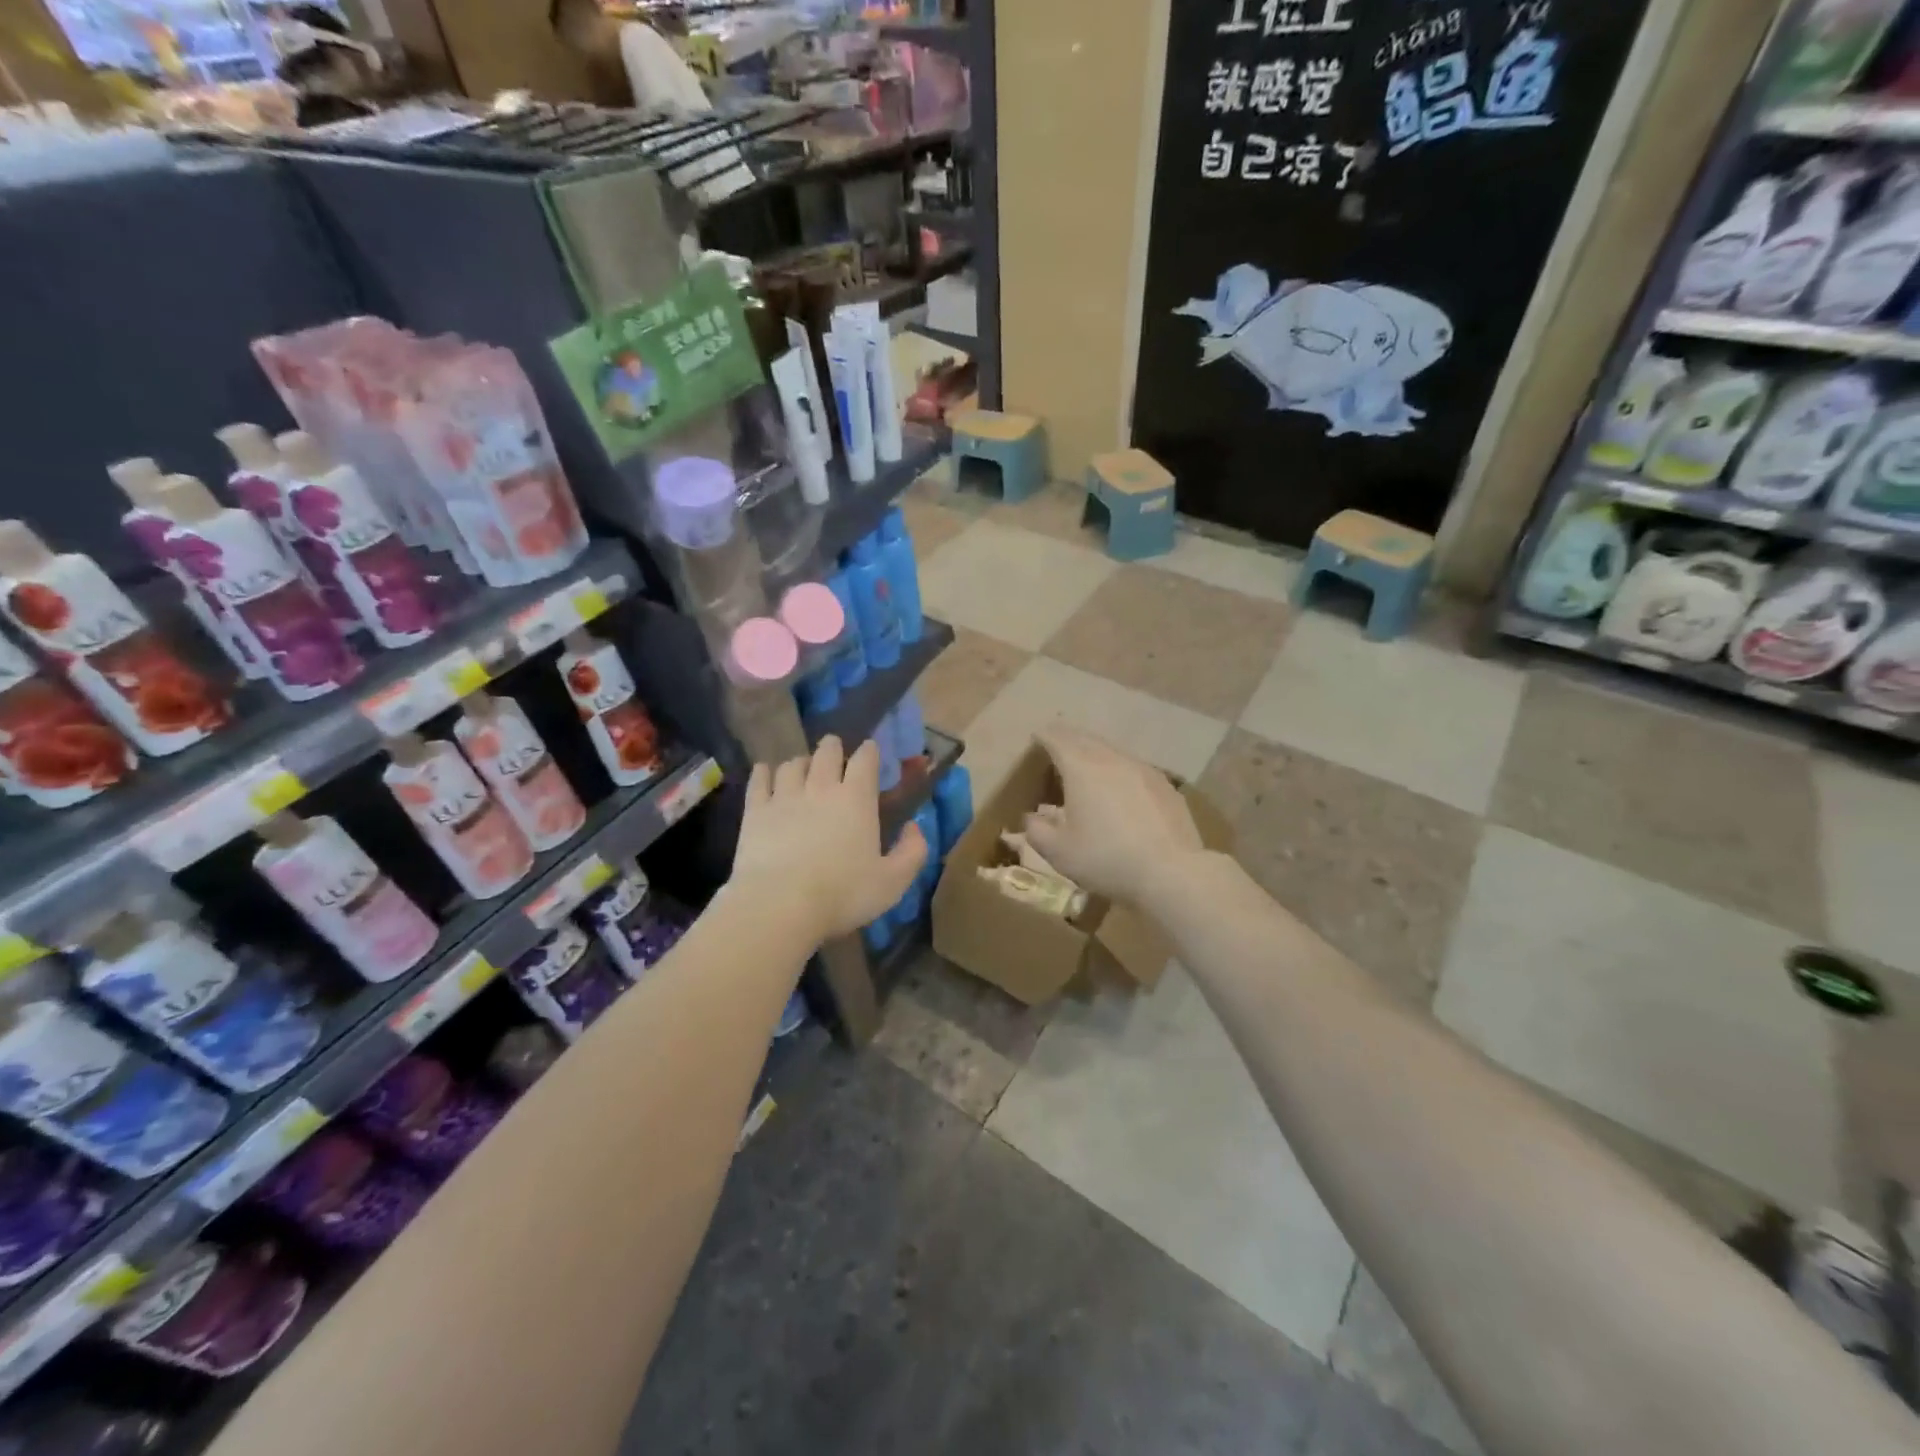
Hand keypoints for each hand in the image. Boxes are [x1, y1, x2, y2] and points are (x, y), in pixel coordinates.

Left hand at [729, 736, 927, 943]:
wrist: (780, 905)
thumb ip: (912, 851)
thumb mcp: (893, 881)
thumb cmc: (843, 894)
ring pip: (792, 764)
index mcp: (856, 799)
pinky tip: (764, 771)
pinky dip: (764, 772)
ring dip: (801, 762)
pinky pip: (759, 780)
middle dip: (833, 748)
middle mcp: (821, 788)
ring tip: (803, 768)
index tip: (870, 750)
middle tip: (834, 751)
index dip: (869, 751)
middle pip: (827, 753)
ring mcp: (784, 796)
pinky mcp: (755, 811)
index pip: (865, 760)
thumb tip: (914, 827)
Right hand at [1024, 726, 1204, 906]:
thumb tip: (1032, 818)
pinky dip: (1119, 768)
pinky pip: (1134, 767)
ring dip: (1095, 751)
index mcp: (1081, 769)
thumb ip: (1038, 831)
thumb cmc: (1106, 859)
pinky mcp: (1164, 785)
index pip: (1057, 740)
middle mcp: (1112, 760)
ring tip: (1087, 761)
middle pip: (1086, 738)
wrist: (1171, 872)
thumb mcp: (1060, 852)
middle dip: (1069, 737)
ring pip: (1112, 750)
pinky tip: (1120, 786)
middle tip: (1057, 741)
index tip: (1036, 736)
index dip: (1044, 736)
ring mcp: (1143, 769)